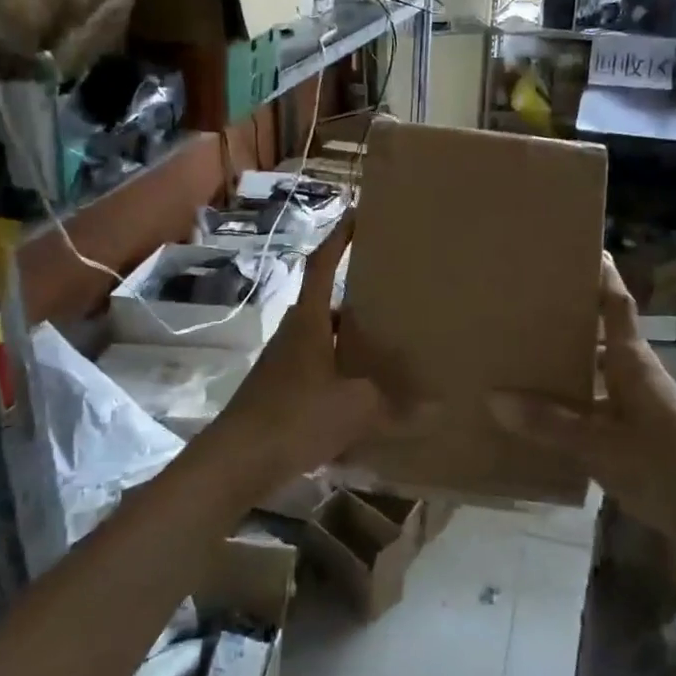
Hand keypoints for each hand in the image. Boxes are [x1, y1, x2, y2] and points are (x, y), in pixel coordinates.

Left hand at [209, 216, 387, 492]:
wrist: (236, 460)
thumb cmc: (295, 416)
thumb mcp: (355, 408)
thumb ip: (396, 407)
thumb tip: (439, 409)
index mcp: (308, 321)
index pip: (322, 265)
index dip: (340, 238)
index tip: (358, 215)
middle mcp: (293, 334)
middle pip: (325, 303)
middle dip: (356, 295)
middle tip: (392, 292)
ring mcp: (283, 364)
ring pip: (322, 338)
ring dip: (348, 338)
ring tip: (385, 344)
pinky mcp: (279, 392)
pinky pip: (318, 369)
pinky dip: (340, 372)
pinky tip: (363, 394)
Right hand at [491, 255, 675, 529]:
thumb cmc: (662, 466)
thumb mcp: (599, 445)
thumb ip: (548, 422)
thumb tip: (495, 397)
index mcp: (633, 362)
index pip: (617, 305)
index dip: (603, 275)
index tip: (585, 247)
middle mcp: (637, 373)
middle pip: (604, 331)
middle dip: (574, 314)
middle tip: (531, 301)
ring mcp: (640, 401)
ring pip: (599, 366)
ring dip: (572, 356)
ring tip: (528, 350)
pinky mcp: (638, 428)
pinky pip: (599, 398)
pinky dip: (575, 395)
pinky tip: (545, 408)